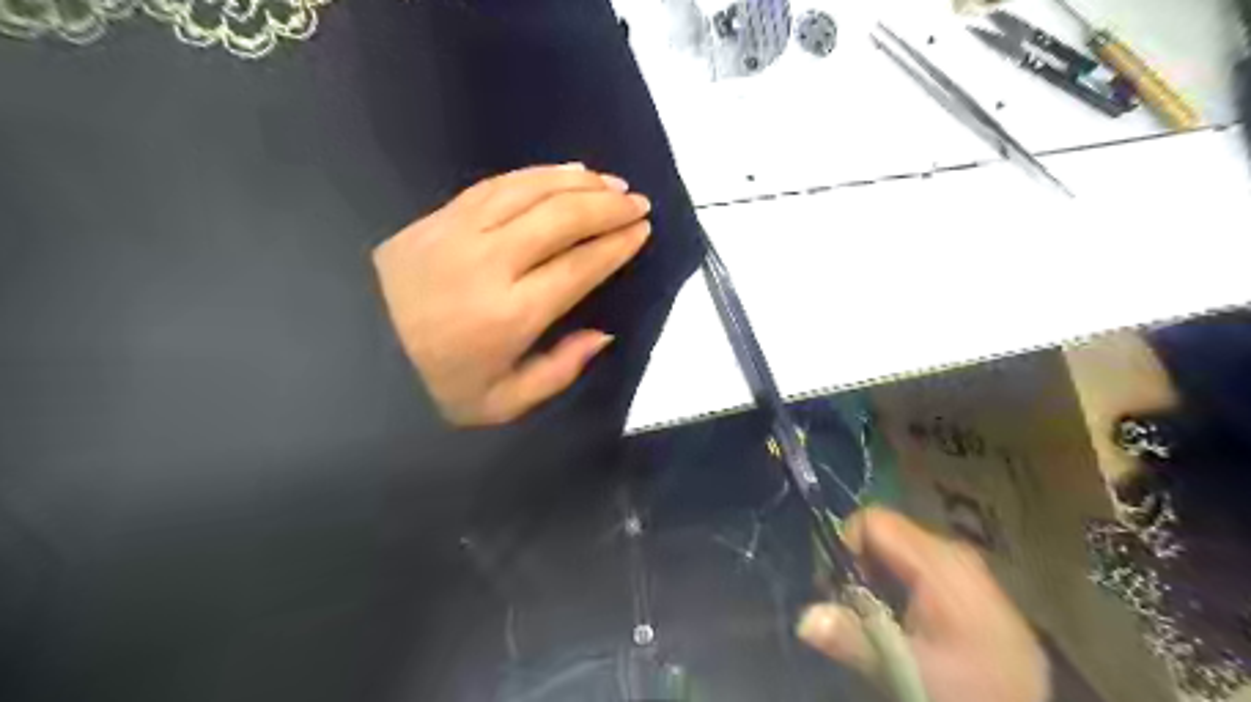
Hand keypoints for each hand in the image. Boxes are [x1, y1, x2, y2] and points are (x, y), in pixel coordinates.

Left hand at [370, 163, 650, 423]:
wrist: (350, 355)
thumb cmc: (433, 388)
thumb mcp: (503, 403)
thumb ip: (559, 370)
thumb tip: (602, 334)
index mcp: (510, 315)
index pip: (579, 267)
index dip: (616, 245)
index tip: (642, 230)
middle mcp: (490, 264)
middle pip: (561, 218)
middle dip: (608, 206)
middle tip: (638, 202)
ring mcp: (459, 233)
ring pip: (531, 190)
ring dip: (579, 182)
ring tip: (611, 182)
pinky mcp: (438, 218)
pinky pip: (497, 183)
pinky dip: (537, 173)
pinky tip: (563, 171)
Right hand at [795, 506, 1046, 700]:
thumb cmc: (968, 693)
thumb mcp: (905, 670)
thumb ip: (852, 638)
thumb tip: (802, 619)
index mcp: (938, 561)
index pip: (872, 520)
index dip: (846, 548)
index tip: (841, 589)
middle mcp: (954, 552)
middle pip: (886, 535)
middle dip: (861, 567)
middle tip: (858, 611)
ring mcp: (968, 568)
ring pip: (902, 552)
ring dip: (881, 579)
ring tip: (883, 622)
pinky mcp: (975, 586)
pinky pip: (923, 568)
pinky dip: (903, 587)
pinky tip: (912, 626)